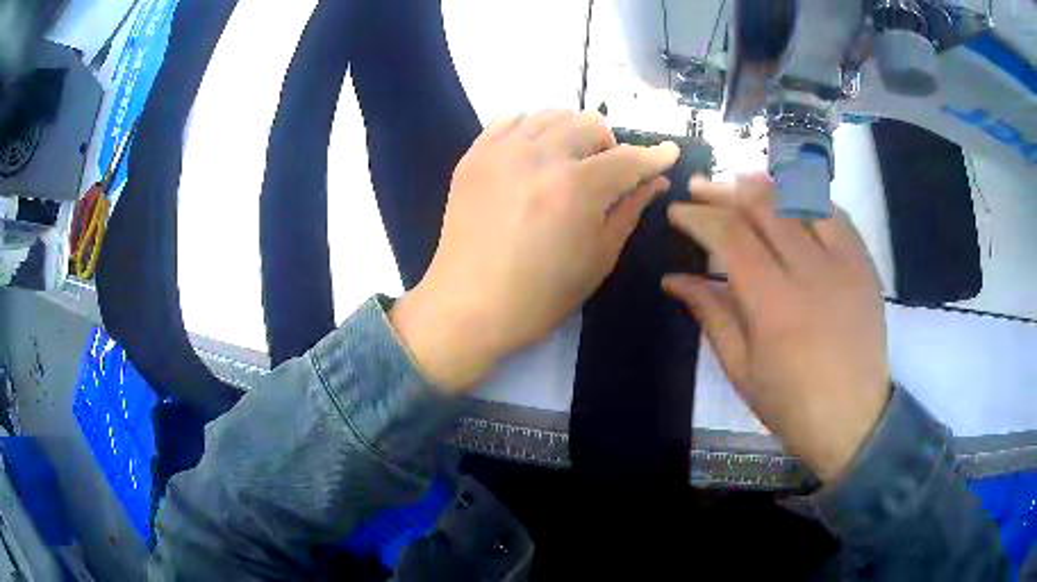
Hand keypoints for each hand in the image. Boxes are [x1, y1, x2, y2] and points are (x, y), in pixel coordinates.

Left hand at [391, 110, 678, 392]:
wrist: (469, 305)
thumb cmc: (540, 295)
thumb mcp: (598, 258)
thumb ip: (630, 210)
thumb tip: (655, 181)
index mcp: (576, 188)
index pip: (628, 159)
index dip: (654, 155)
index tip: (669, 152)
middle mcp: (540, 156)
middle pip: (589, 123)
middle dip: (610, 143)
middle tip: (608, 170)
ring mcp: (502, 151)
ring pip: (551, 114)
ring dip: (573, 130)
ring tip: (571, 159)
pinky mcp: (474, 155)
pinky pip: (510, 118)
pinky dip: (532, 126)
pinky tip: (535, 151)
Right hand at [663, 174, 890, 481]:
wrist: (854, 420)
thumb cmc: (792, 405)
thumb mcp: (741, 370)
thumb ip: (711, 315)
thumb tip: (674, 279)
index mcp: (775, 304)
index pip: (730, 236)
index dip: (699, 216)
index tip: (678, 211)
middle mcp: (811, 272)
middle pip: (764, 206)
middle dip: (725, 190)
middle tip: (700, 188)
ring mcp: (844, 263)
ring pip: (801, 200)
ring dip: (766, 185)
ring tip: (741, 182)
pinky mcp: (865, 264)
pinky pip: (835, 214)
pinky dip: (808, 199)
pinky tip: (791, 199)